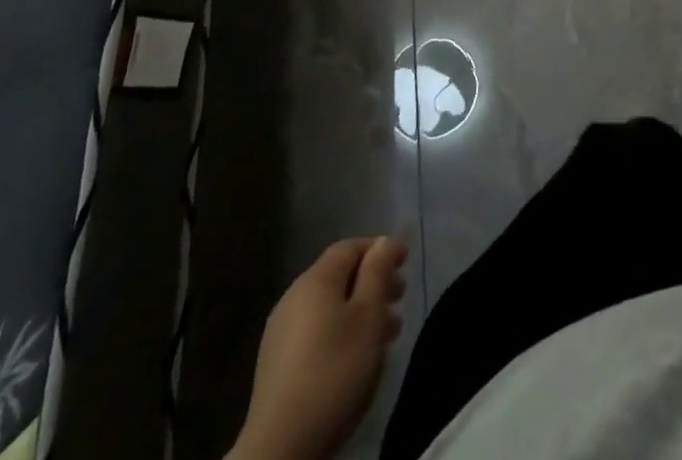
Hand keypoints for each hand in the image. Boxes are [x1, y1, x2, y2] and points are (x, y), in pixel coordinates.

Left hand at [229, 236, 407, 459]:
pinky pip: (316, 332)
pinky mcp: (276, 366)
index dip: (380, 249)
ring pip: (329, 307)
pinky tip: (357, 357)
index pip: (350, 247)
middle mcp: (293, 298)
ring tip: (387, 334)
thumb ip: (378, 271)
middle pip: (339, 277)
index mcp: (315, 281)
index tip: (405, 263)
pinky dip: (341, 332)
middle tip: (400, 299)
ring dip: (361, 311)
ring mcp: (280, 334)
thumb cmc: (335, 370)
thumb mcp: (368, 315)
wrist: (281, 448)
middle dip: (373, 282)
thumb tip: (384, 241)